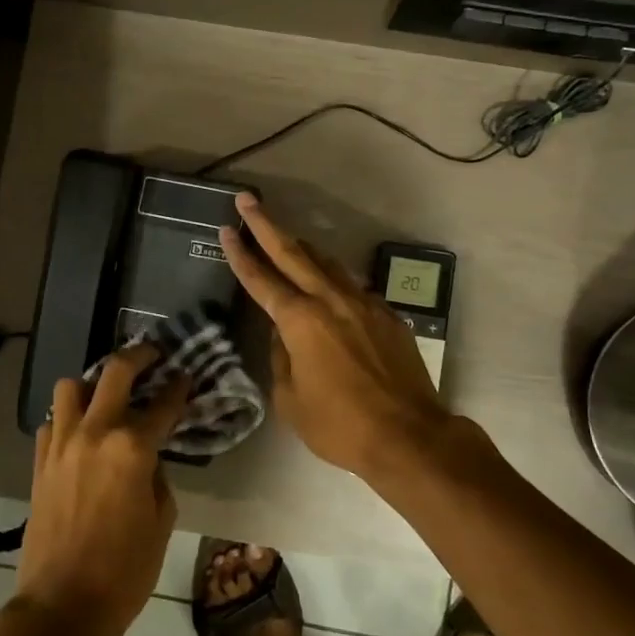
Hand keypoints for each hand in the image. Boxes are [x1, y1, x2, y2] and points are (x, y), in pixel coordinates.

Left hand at [14, 344, 189, 635]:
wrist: (63, 605)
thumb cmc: (125, 569)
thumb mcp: (161, 521)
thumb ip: (158, 477)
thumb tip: (149, 459)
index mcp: (133, 447)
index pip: (163, 403)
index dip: (179, 387)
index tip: (186, 376)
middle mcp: (95, 433)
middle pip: (115, 372)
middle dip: (139, 356)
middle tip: (153, 355)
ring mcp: (62, 444)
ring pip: (71, 387)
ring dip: (92, 384)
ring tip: (107, 395)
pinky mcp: (39, 462)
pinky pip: (52, 422)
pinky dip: (68, 418)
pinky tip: (80, 433)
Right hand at [220, 193, 453, 477]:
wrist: (409, 435)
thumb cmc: (340, 425)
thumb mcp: (291, 400)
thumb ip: (281, 358)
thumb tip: (282, 334)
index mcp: (300, 321)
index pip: (261, 280)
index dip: (240, 254)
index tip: (225, 229)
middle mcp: (331, 301)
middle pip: (294, 253)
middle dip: (266, 225)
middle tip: (248, 200)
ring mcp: (363, 304)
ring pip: (327, 264)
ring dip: (302, 248)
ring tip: (286, 237)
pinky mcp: (387, 315)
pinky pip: (352, 287)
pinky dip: (333, 279)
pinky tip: (328, 286)